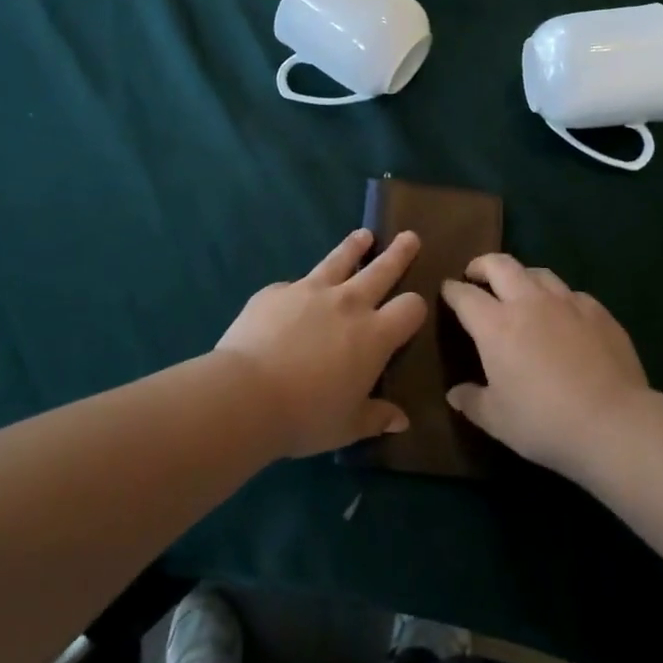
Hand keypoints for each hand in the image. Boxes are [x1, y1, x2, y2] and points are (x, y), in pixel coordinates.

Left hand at [214, 229, 426, 458]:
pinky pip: (294, 284)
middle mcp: (348, 304)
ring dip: (354, 247)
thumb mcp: (347, 426)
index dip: (416, 306)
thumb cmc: (305, 416)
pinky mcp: (276, 291)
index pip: (410, 308)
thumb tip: (401, 420)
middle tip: (409, 237)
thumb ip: (376, 417)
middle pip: (382, 269)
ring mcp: (310, 291)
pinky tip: (293, 294)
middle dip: (399, 253)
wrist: (246, 394)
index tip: (416, 304)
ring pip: (339, 259)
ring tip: (363, 236)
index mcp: (374, 336)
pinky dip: (300, 287)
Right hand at [441, 254, 651, 475]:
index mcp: (496, 325)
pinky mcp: (598, 312)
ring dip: (521, 276)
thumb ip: (472, 401)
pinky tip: (562, 315)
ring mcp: (567, 303)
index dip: (452, 290)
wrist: (614, 423)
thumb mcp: (497, 420)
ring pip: (538, 272)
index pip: (464, 295)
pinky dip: (558, 298)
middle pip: (500, 265)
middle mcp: (528, 302)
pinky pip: (571, 293)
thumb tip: (455, 393)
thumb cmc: (544, 422)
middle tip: (476, 275)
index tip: (447, 291)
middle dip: (482, 265)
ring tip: (519, 290)